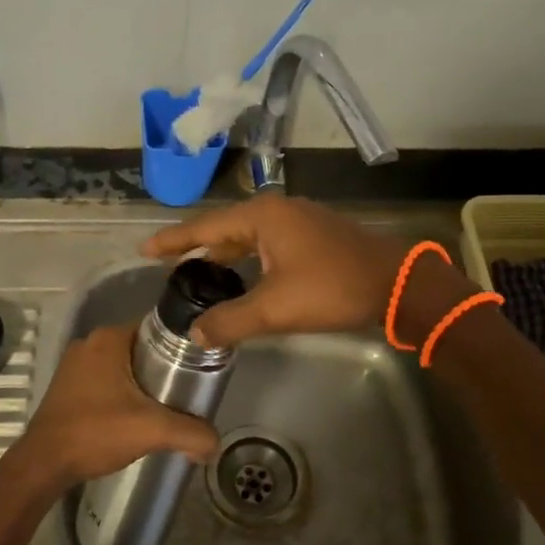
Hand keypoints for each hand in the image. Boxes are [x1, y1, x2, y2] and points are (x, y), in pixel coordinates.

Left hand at [9, 322, 219, 489]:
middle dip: (164, 369)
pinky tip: (135, 417)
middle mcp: (90, 343)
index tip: (200, 367)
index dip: (181, 347)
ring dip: (142, 383)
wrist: (43, 464)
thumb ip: (191, 433)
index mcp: (109, 338)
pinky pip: (105, 381)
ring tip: (167, 407)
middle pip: (141, 348)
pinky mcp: (67, 386)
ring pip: (123, 366)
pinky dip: (122, 393)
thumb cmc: (95, 432)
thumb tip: (215, 443)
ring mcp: (74, 365)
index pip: (157, 329)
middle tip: (187, 392)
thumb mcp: (151, 430)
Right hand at [142, 194, 411, 347]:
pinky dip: (247, 259)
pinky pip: (266, 244)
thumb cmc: (333, 288)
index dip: (173, 240)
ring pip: (247, 237)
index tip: (145, 249)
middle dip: (197, 248)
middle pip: (224, 229)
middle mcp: (277, 211)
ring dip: (223, 255)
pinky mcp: (314, 236)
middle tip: (168, 266)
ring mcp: (298, 221)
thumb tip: (195, 333)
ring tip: (197, 275)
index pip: (205, 227)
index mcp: (262, 217)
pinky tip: (241, 278)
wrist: (398, 284)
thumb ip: (231, 321)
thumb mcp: (276, 308)